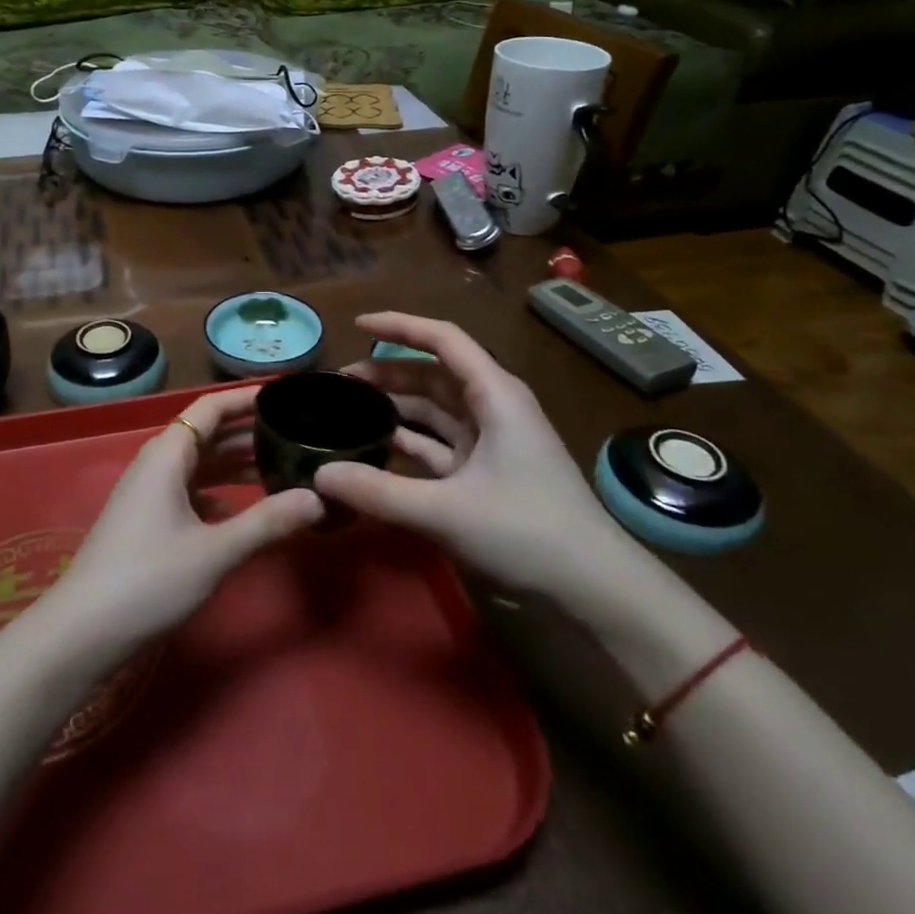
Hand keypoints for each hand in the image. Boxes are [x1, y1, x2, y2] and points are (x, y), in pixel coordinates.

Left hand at [52, 387, 323, 652]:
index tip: (285, 396)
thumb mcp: (215, 551)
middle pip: (207, 433)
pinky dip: (218, 491)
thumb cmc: (149, 579)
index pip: (211, 407)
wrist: (83, 630)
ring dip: (235, 463)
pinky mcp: (147, 519)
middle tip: (295, 434)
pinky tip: (243, 508)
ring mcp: (149, 492)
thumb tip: (318, 499)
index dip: (247, 398)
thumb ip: (267, 522)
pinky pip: (190, 490)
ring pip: (199, 464)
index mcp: (168, 454)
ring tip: (279, 466)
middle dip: (248, 432)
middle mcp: (157, 462)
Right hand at [313, 312, 628, 596]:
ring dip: (396, 405)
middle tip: (340, 381)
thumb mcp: (446, 511)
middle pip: (434, 373)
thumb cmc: (526, 531)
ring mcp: (493, 440)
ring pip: (436, 408)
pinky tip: (379, 446)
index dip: (399, 326)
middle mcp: (494, 407)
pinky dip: (411, 440)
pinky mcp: (488, 471)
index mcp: (494, 395)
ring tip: (351, 409)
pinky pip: (441, 442)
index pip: (443, 339)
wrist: (595, 588)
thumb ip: (378, 492)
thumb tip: (319, 475)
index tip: (356, 325)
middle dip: (388, 371)